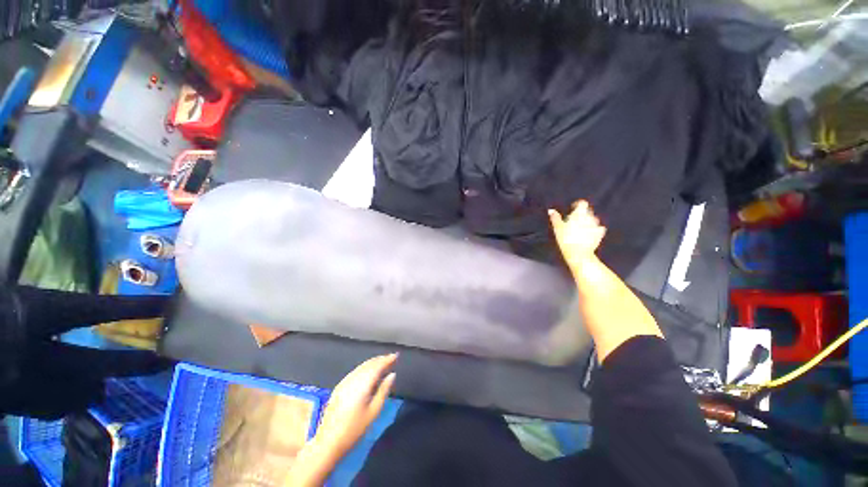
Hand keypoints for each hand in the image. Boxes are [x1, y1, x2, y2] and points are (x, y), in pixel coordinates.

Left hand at [314, 353, 397, 455]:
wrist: (328, 442)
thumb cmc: (354, 429)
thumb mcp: (374, 412)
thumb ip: (384, 390)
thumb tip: (392, 374)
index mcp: (362, 384)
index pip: (377, 366)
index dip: (387, 359)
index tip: (396, 355)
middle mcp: (353, 379)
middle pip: (369, 364)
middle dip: (381, 359)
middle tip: (392, 359)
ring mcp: (344, 382)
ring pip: (362, 366)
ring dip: (373, 363)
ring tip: (384, 363)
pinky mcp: (339, 386)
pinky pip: (356, 371)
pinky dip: (365, 368)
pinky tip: (369, 372)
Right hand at [549, 200, 606, 268]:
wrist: (579, 253)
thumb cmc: (566, 239)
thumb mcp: (558, 228)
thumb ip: (555, 218)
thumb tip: (551, 210)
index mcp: (580, 214)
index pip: (582, 203)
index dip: (577, 205)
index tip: (572, 209)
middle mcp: (590, 217)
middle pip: (588, 211)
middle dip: (582, 213)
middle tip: (573, 220)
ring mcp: (596, 226)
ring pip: (593, 219)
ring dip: (588, 221)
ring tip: (580, 227)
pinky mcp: (600, 234)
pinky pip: (598, 228)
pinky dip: (594, 229)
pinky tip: (589, 234)